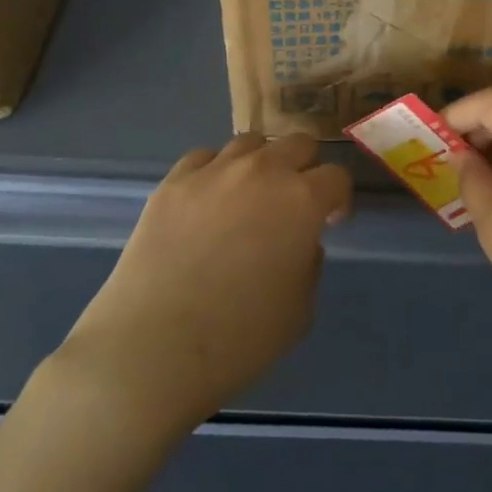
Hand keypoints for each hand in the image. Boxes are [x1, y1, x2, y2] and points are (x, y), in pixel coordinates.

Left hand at [57, 134, 352, 438]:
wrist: (153, 348)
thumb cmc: (239, 338)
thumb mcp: (300, 310)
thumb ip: (309, 263)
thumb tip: (299, 242)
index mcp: (301, 200)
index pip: (336, 177)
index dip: (338, 199)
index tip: (330, 221)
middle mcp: (261, 171)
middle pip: (297, 143)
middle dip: (304, 168)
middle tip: (294, 203)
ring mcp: (212, 172)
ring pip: (249, 143)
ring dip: (260, 164)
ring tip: (248, 197)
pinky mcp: (172, 182)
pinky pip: (203, 158)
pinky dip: (215, 172)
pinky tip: (207, 201)